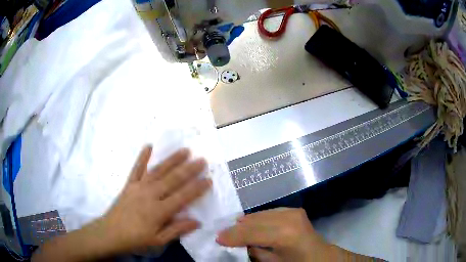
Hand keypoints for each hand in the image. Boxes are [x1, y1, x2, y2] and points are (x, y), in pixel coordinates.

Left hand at [100, 146, 211, 253]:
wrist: (110, 233)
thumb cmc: (136, 239)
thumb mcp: (158, 241)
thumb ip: (177, 230)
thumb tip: (197, 222)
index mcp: (159, 211)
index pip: (183, 197)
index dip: (197, 188)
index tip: (208, 179)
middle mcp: (150, 195)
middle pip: (173, 180)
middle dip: (189, 170)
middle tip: (202, 160)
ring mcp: (139, 187)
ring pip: (158, 171)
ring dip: (172, 160)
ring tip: (185, 150)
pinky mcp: (129, 184)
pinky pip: (137, 168)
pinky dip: (143, 157)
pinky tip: (149, 146)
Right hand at [216, 208, 331, 261]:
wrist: (319, 255)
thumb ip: (253, 251)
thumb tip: (236, 243)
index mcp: (286, 235)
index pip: (252, 232)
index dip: (233, 235)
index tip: (218, 238)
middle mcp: (289, 218)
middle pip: (255, 220)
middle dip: (237, 228)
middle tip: (222, 234)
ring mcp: (292, 211)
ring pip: (260, 214)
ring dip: (246, 222)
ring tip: (234, 230)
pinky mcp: (293, 210)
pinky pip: (268, 212)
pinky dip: (257, 218)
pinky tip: (251, 224)